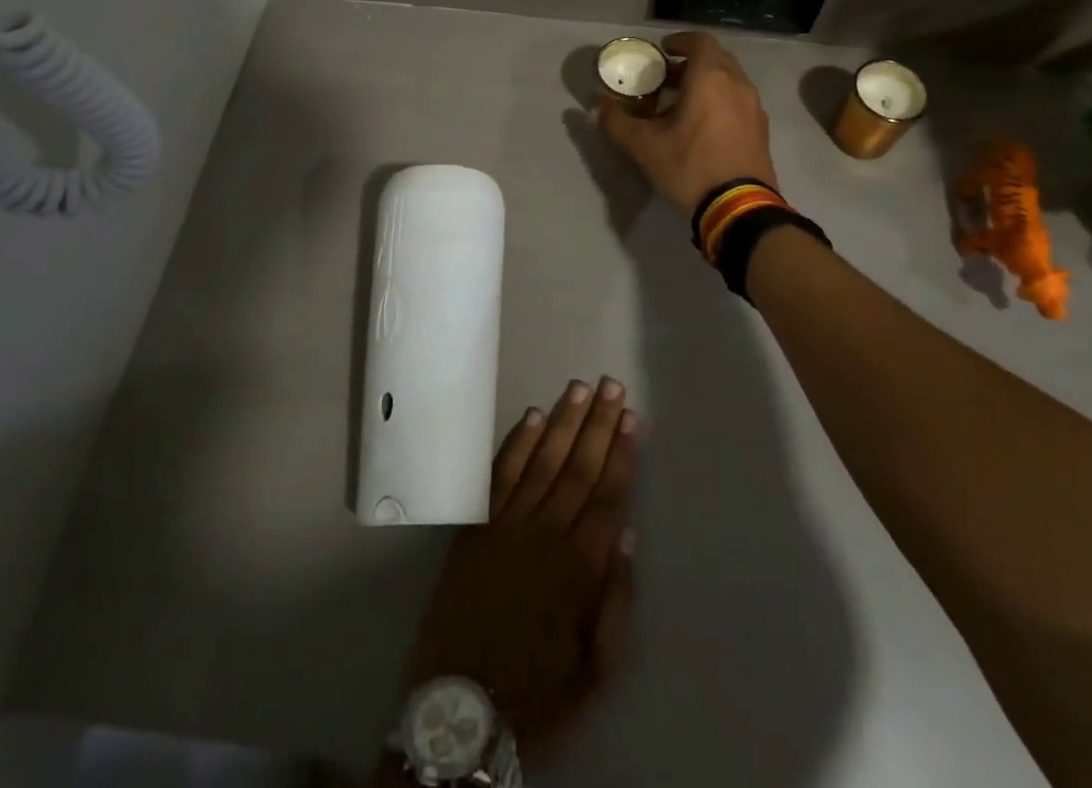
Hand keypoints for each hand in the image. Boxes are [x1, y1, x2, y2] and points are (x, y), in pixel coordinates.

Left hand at [400, 378, 637, 765]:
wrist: (460, 706)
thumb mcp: (595, 669)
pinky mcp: (477, 526)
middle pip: (580, 467)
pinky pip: (499, 475)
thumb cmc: (537, 692)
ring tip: (581, 387)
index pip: (609, 495)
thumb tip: (628, 537)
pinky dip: (517, 443)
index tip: (632, 418)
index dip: (622, 454)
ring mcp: (508, 525)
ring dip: (564, 421)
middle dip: (599, 424)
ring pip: (543, 460)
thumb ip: (616, 602)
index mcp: (580, 568)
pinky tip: (534, 416)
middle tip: (613, 385)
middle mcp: (546, 534)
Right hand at [596, 31, 778, 215]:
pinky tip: (703, 124)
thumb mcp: (644, 146)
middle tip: (666, 77)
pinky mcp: (761, 129)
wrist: (739, 208)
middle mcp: (737, 84)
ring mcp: (754, 107)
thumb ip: (616, 122)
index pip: (699, 41)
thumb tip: (595, 107)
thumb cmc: (690, 166)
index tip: (661, 50)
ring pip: (729, 80)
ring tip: (681, 101)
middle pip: (716, 58)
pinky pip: (738, 100)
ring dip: (706, 82)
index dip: (679, 41)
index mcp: (711, 78)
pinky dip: (720, 99)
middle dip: (690, 62)